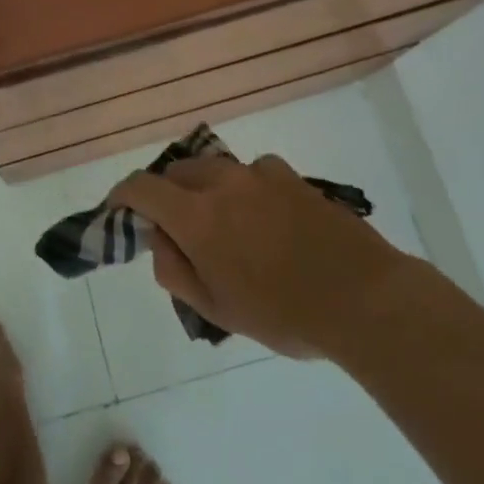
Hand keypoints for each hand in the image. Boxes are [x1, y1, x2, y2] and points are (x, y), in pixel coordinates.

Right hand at [107, 154, 408, 359]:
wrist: (364, 298)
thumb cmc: (283, 314)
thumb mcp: (217, 309)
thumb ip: (175, 270)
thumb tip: (159, 239)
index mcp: (197, 216)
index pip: (142, 187)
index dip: (123, 195)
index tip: (120, 209)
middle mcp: (222, 183)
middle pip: (177, 172)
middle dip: (167, 194)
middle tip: (179, 230)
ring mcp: (259, 174)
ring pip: (216, 170)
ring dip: (207, 190)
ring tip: (228, 227)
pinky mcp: (291, 176)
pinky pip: (253, 173)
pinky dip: (246, 189)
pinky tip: (267, 218)